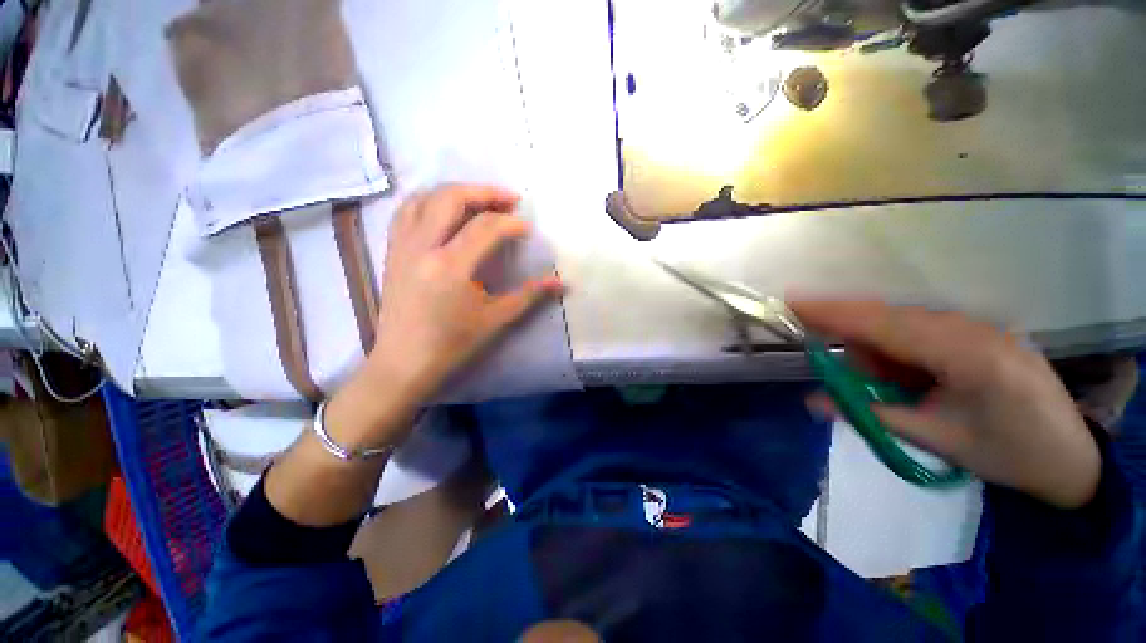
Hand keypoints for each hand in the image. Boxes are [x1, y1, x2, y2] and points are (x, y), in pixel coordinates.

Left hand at [366, 184, 562, 404]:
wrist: (404, 364)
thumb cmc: (453, 344)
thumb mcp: (495, 320)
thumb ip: (529, 296)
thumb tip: (561, 282)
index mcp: (450, 266)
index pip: (485, 228)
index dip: (511, 223)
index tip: (527, 229)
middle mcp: (422, 247)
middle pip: (451, 198)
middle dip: (485, 193)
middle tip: (509, 199)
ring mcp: (402, 247)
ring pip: (424, 198)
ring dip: (455, 192)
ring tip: (480, 200)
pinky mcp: (392, 252)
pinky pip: (406, 212)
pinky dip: (428, 201)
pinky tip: (444, 210)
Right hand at [791, 300, 1100, 508]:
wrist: (1072, 457)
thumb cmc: (1007, 454)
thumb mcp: (936, 440)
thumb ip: (871, 414)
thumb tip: (813, 401)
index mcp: (967, 354)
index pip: (884, 324)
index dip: (834, 313)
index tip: (792, 302)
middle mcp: (971, 328)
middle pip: (889, 318)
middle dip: (854, 340)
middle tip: (846, 376)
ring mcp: (978, 326)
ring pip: (902, 324)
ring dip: (880, 353)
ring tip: (895, 391)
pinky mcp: (978, 331)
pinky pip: (921, 330)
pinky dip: (900, 353)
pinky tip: (912, 380)